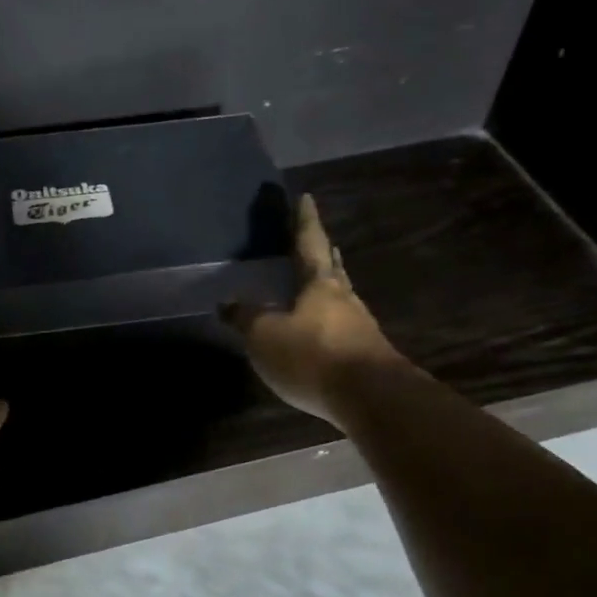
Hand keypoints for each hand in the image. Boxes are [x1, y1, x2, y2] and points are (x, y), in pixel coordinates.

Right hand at [223, 194, 408, 426]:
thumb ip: (246, 318)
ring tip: (321, 287)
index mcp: (320, 285)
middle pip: (333, 270)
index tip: (306, 198)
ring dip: (331, 290)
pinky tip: (324, 334)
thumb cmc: (312, 356)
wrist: (370, 397)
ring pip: (342, 300)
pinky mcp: (366, 357)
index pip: (310, 244)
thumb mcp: (264, 336)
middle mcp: (344, 300)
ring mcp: (360, 329)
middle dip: (325, 255)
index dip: (305, 221)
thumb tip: (226, 302)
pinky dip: (332, 323)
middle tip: (322, 243)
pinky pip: (344, 330)